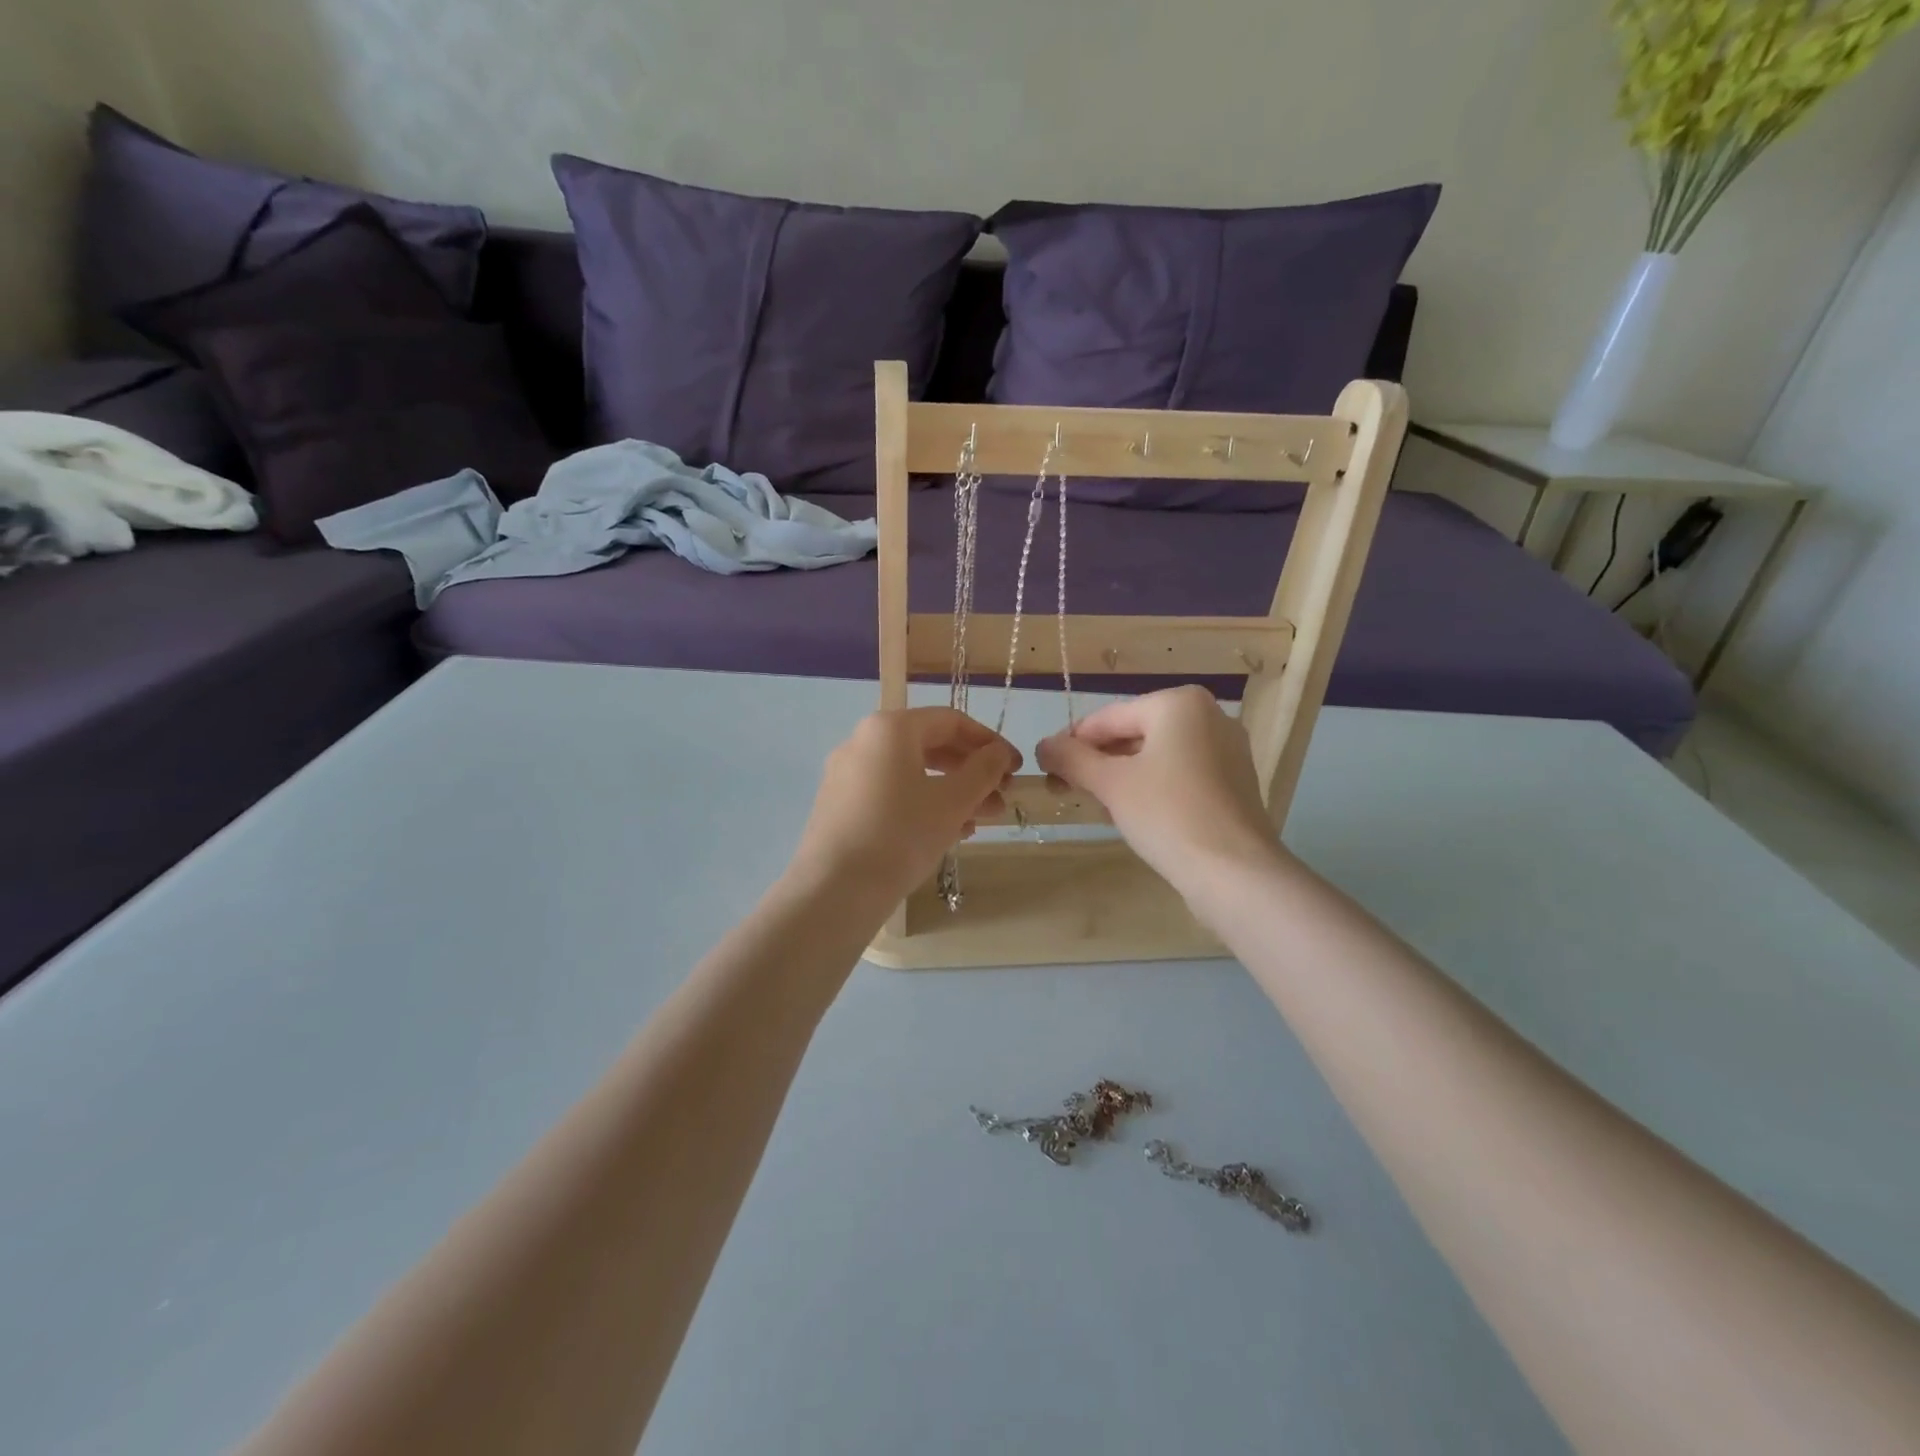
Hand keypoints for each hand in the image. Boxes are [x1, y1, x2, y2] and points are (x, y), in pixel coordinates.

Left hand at [792, 708, 1019, 907]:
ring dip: (951, 791)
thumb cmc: (901, 835)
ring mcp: (847, 774)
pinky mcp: (840, 805)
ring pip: (911, 773)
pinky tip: (948, 833)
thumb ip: (982, 771)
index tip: (1015, 769)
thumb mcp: (952, 802)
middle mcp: (863, 741)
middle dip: (971, 771)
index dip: (989, 742)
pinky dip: (923, 804)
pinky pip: (891, 793)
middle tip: (1002, 797)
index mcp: (890, 728)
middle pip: (929, 745)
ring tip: (982, 821)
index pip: (951, 721)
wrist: (834, 890)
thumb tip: (999, 753)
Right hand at [1036, 686, 1280, 892]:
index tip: (1045, 768)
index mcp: (1179, 703)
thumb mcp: (1110, 783)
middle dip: (1096, 761)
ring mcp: (1227, 750)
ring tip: (1094, 804)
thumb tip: (1042, 745)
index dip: (1071, 743)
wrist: (1235, 872)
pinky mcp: (1234, 782)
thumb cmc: (1167, 814)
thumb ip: (1071, 758)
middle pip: (1133, 734)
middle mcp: (1209, 716)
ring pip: (1156, 755)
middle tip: (1064, 789)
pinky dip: (1152, 786)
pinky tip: (1131, 813)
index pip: (1108, 718)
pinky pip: (1180, 773)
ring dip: (1120, 776)